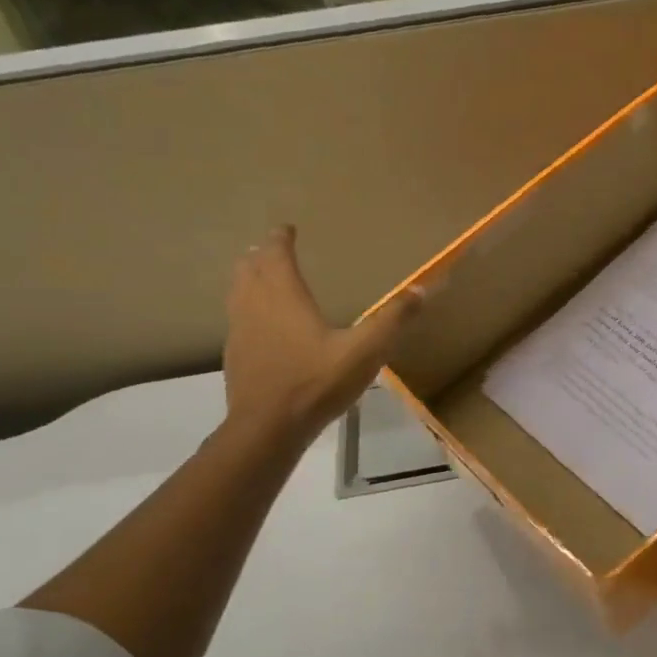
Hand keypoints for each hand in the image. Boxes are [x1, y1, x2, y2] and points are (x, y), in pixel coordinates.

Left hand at [222, 227, 422, 445]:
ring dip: (248, 278)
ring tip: (259, 277)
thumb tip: (422, 289)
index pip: (276, 254)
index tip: (286, 228)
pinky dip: (246, 308)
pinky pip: (237, 319)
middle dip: (261, 254)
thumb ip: (393, 320)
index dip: (281, 238)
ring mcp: (239, 331)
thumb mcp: (364, 351)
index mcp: (284, 296)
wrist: (268, 427)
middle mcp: (255, 305)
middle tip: (272, 249)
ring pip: (237, 292)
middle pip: (249, 268)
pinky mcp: (235, 356)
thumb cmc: (316, 383)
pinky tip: (259, 326)